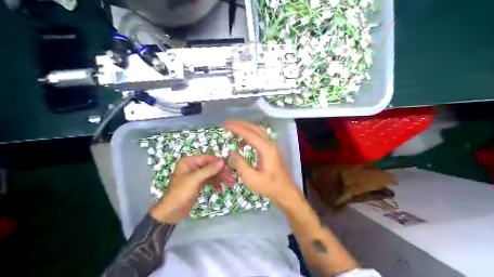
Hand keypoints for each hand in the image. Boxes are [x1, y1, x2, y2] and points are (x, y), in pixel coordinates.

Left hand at [149, 154, 231, 223]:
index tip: (229, 168)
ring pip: (211, 174)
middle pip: (210, 166)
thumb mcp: (194, 180)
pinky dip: (215, 184)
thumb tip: (222, 161)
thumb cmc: (180, 193)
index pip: (207, 158)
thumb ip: (208, 170)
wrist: (171, 212)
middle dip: (221, 172)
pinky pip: (209, 181)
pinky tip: (220, 189)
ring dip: (220, 178)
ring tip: (230, 184)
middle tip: (231, 178)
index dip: (218, 162)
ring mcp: (195, 176)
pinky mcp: (198, 184)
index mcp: (188, 162)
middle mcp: (192, 166)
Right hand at [226, 120, 300, 204]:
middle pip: (254, 128)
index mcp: (266, 149)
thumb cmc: (269, 186)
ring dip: (245, 127)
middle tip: (226, 123)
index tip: (225, 125)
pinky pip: (260, 137)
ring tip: (232, 129)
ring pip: (258, 130)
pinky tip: (242, 142)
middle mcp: (270, 144)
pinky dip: (250, 135)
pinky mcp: (272, 150)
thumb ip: (240, 165)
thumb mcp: (251, 179)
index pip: (250, 133)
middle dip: (240, 124)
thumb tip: (231, 152)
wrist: (285, 191)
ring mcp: (272, 146)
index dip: (236, 128)